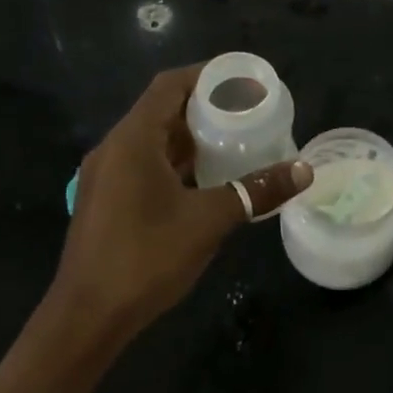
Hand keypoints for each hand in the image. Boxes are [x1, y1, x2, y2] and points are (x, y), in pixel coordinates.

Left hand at [50, 64, 312, 341]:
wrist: (88, 317)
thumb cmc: (146, 258)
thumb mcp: (209, 221)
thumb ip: (256, 191)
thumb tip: (304, 171)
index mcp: (132, 141)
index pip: (169, 86)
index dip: (206, 76)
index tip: (243, 80)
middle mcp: (114, 149)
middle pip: (161, 112)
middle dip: (204, 108)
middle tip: (248, 112)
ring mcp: (106, 177)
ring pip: (152, 142)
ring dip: (190, 139)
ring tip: (235, 142)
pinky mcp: (106, 201)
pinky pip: (145, 167)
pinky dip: (176, 164)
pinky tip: (207, 181)